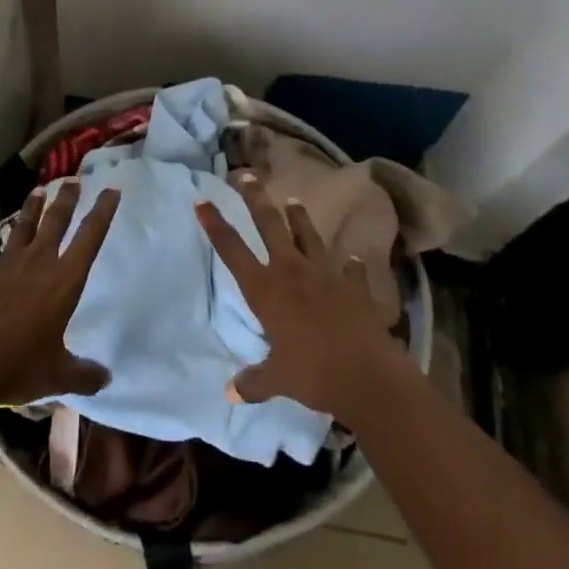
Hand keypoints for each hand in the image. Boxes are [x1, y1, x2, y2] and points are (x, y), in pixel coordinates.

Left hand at [0, 184, 120, 406]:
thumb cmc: (20, 365)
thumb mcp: (58, 375)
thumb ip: (84, 374)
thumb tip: (107, 378)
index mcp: (63, 281)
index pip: (90, 239)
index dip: (102, 213)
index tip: (111, 190)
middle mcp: (37, 262)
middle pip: (55, 221)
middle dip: (66, 200)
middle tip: (73, 181)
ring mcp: (3, 263)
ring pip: (20, 227)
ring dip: (29, 209)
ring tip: (37, 191)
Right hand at [197, 172, 407, 422]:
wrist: (367, 375)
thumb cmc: (313, 375)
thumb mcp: (277, 380)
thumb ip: (254, 382)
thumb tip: (230, 392)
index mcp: (265, 289)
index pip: (232, 249)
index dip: (215, 224)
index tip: (202, 201)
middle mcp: (291, 271)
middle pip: (269, 224)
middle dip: (256, 198)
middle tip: (246, 176)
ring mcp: (324, 273)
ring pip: (307, 235)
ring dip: (299, 218)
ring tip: (294, 201)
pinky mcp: (353, 285)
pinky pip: (349, 269)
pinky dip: (349, 265)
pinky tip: (351, 260)